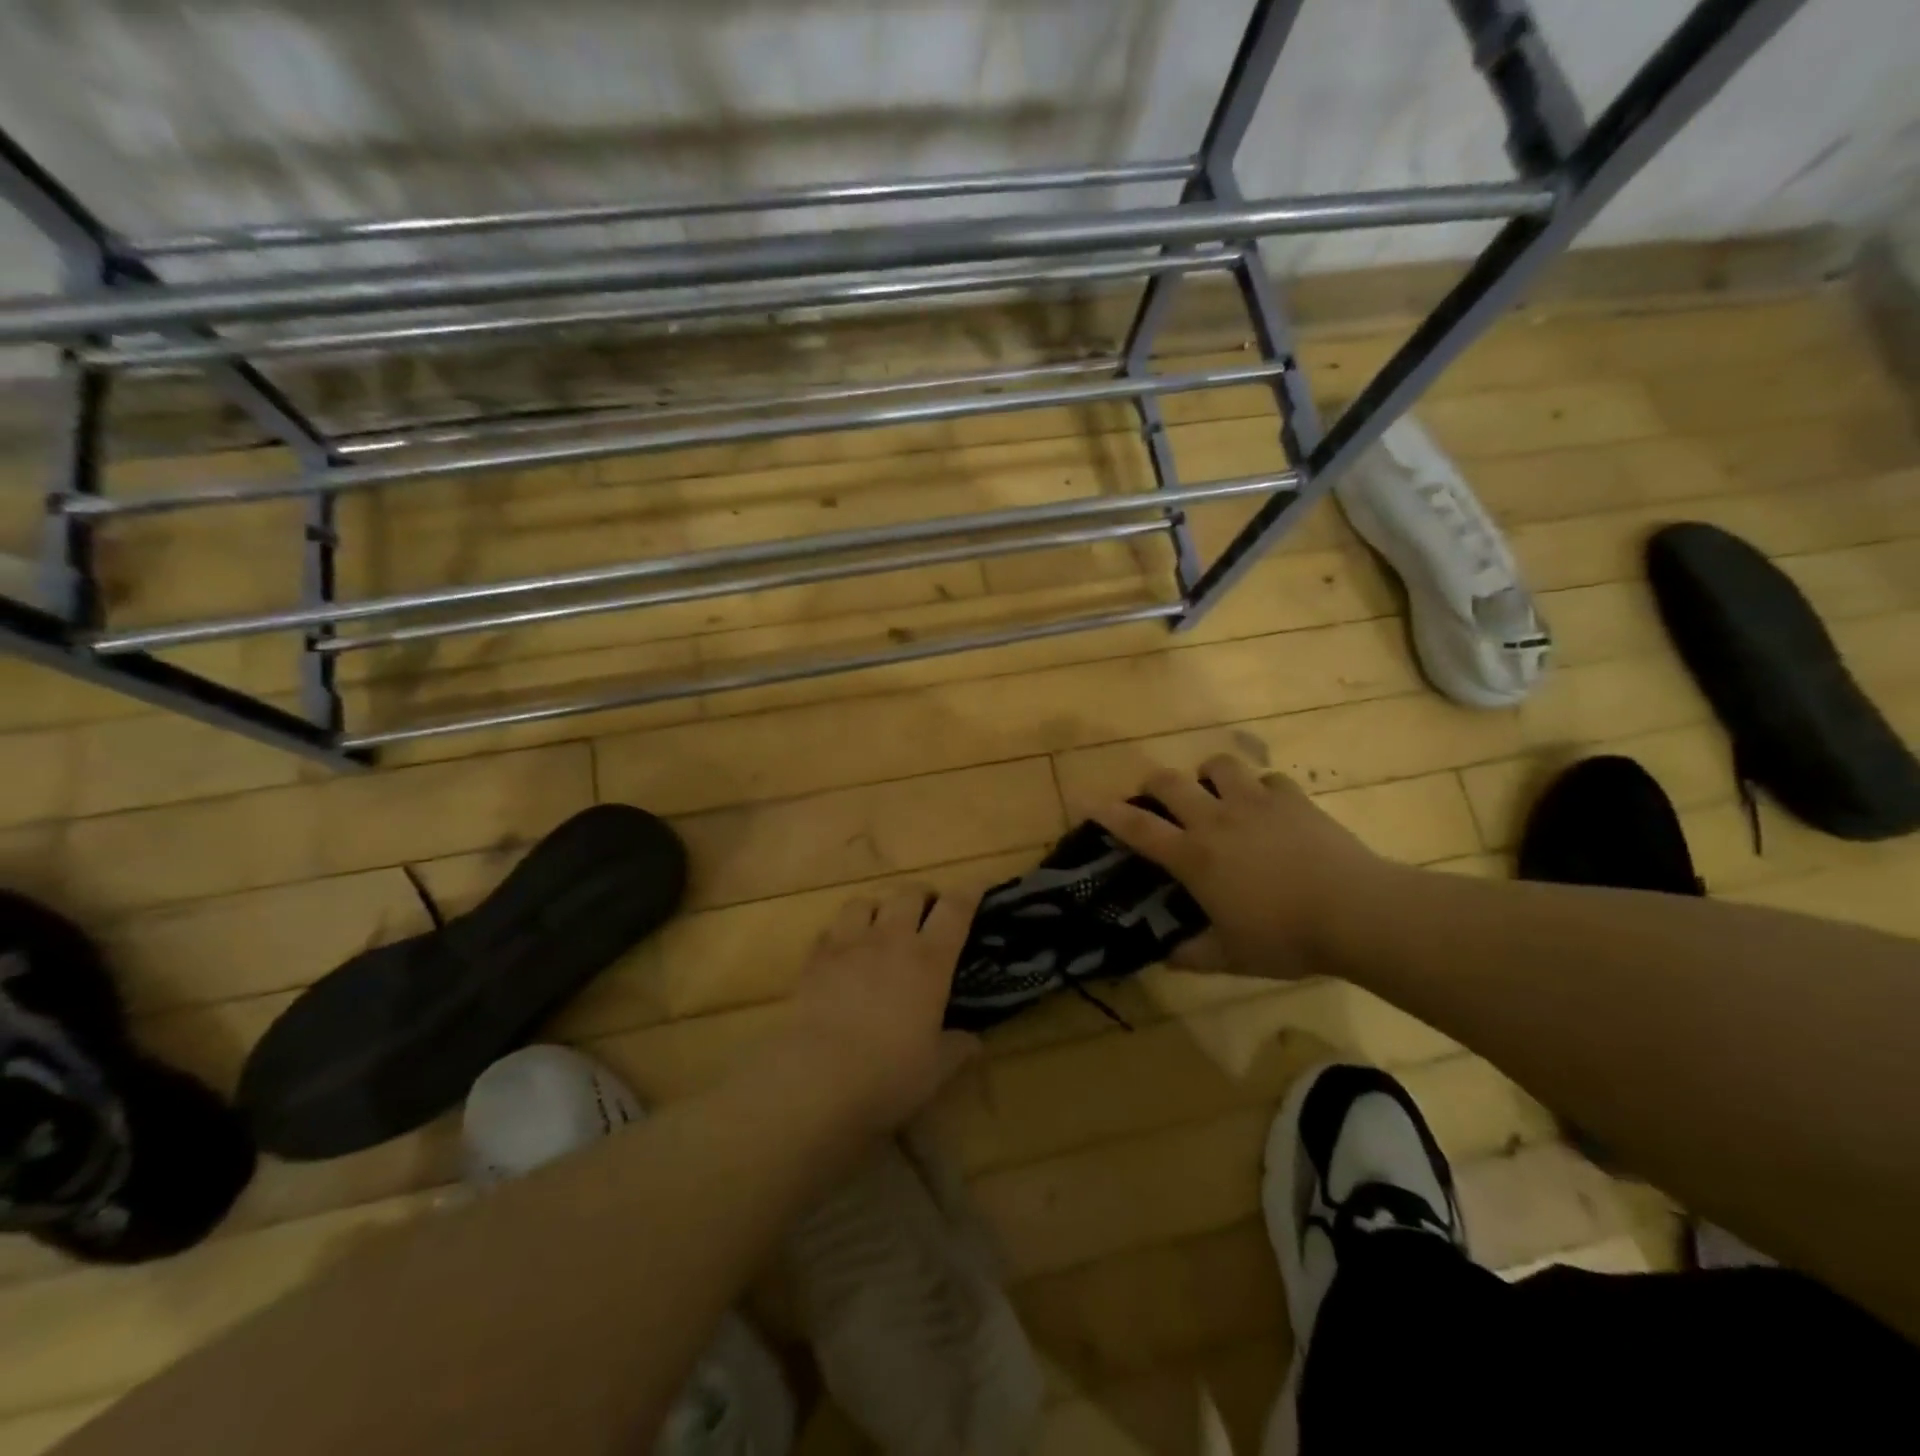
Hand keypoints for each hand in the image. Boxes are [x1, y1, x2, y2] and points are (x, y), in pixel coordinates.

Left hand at [778, 885, 983, 1133]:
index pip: (955, 909)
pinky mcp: (815, 958)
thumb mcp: (935, 1069)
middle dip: (923, 896)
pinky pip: (830, 928)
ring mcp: (849, 944)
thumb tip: (973, 1042)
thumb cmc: (888, 1073)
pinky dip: (842, 933)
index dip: (969, 892)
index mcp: (929, 960)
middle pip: (909, 892)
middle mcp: (891, 939)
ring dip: (878, 908)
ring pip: (865, 902)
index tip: (977, 886)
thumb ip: (957, 1048)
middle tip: (928, 914)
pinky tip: (843, 952)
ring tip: (881, 927)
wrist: (817, 1078)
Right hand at [1093, 754, 1387, 979]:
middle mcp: (1217, 820)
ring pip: (1219, 765)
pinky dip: (1262, 789)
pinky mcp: (1293, 799)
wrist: (1356, 912)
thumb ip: (1192, 955)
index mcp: (1195, 857)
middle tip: (1158, 797)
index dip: (1108, 813)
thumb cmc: (1286, 938)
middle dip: (1154, 783)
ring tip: (1217, 792)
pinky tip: (1269, 807)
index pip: (1139, 828)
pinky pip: (1269, 779)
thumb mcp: (1232, 957)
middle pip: (1171, 782)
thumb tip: (1164, 956)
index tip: (1086, 799)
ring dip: (1210, 774)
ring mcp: (1256, 803)